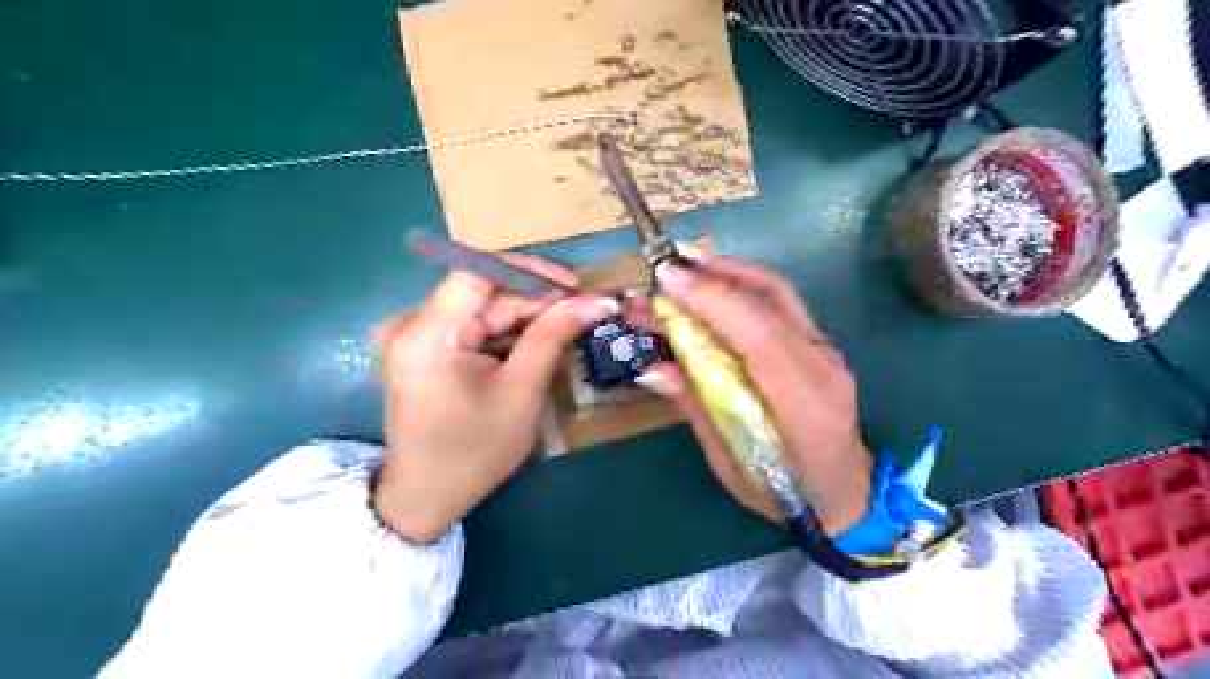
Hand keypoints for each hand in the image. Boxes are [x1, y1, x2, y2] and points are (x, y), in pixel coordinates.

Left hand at [369, 258, 618, 541]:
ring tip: (567, 335)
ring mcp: (412, 335)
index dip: (531, 271)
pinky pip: (470, 327)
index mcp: (427, 334)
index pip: (480, 271)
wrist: (425, 498)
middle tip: (583, 314)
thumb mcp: (521, 391)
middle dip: (535, 302)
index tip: (575, 286)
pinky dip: (505, 335)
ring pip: (481, 309)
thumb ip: (554, 335)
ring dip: (525, 319)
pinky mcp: (421, 348)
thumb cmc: (475, 452)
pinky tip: (535, 349)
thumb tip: (598, 300)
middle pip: (484, 292)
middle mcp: (411, 324)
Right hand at [634, 254, 869, 535]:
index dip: (711, 299)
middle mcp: (821, 365)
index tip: (665, 279)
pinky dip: (739, 287)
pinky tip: (710, 289)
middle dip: (713, 275)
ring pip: (777, 291)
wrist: (846, 495)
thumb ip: (698, 409)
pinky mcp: (818, 344)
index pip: (758, 334)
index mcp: (803, 404)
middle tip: (664, 270)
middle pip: (771, 297)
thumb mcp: (731, 465)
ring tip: (682, 271)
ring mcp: (825, 349)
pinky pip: (777, 302)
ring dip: (726, 272)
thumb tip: (651, 368)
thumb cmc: (787, 494)